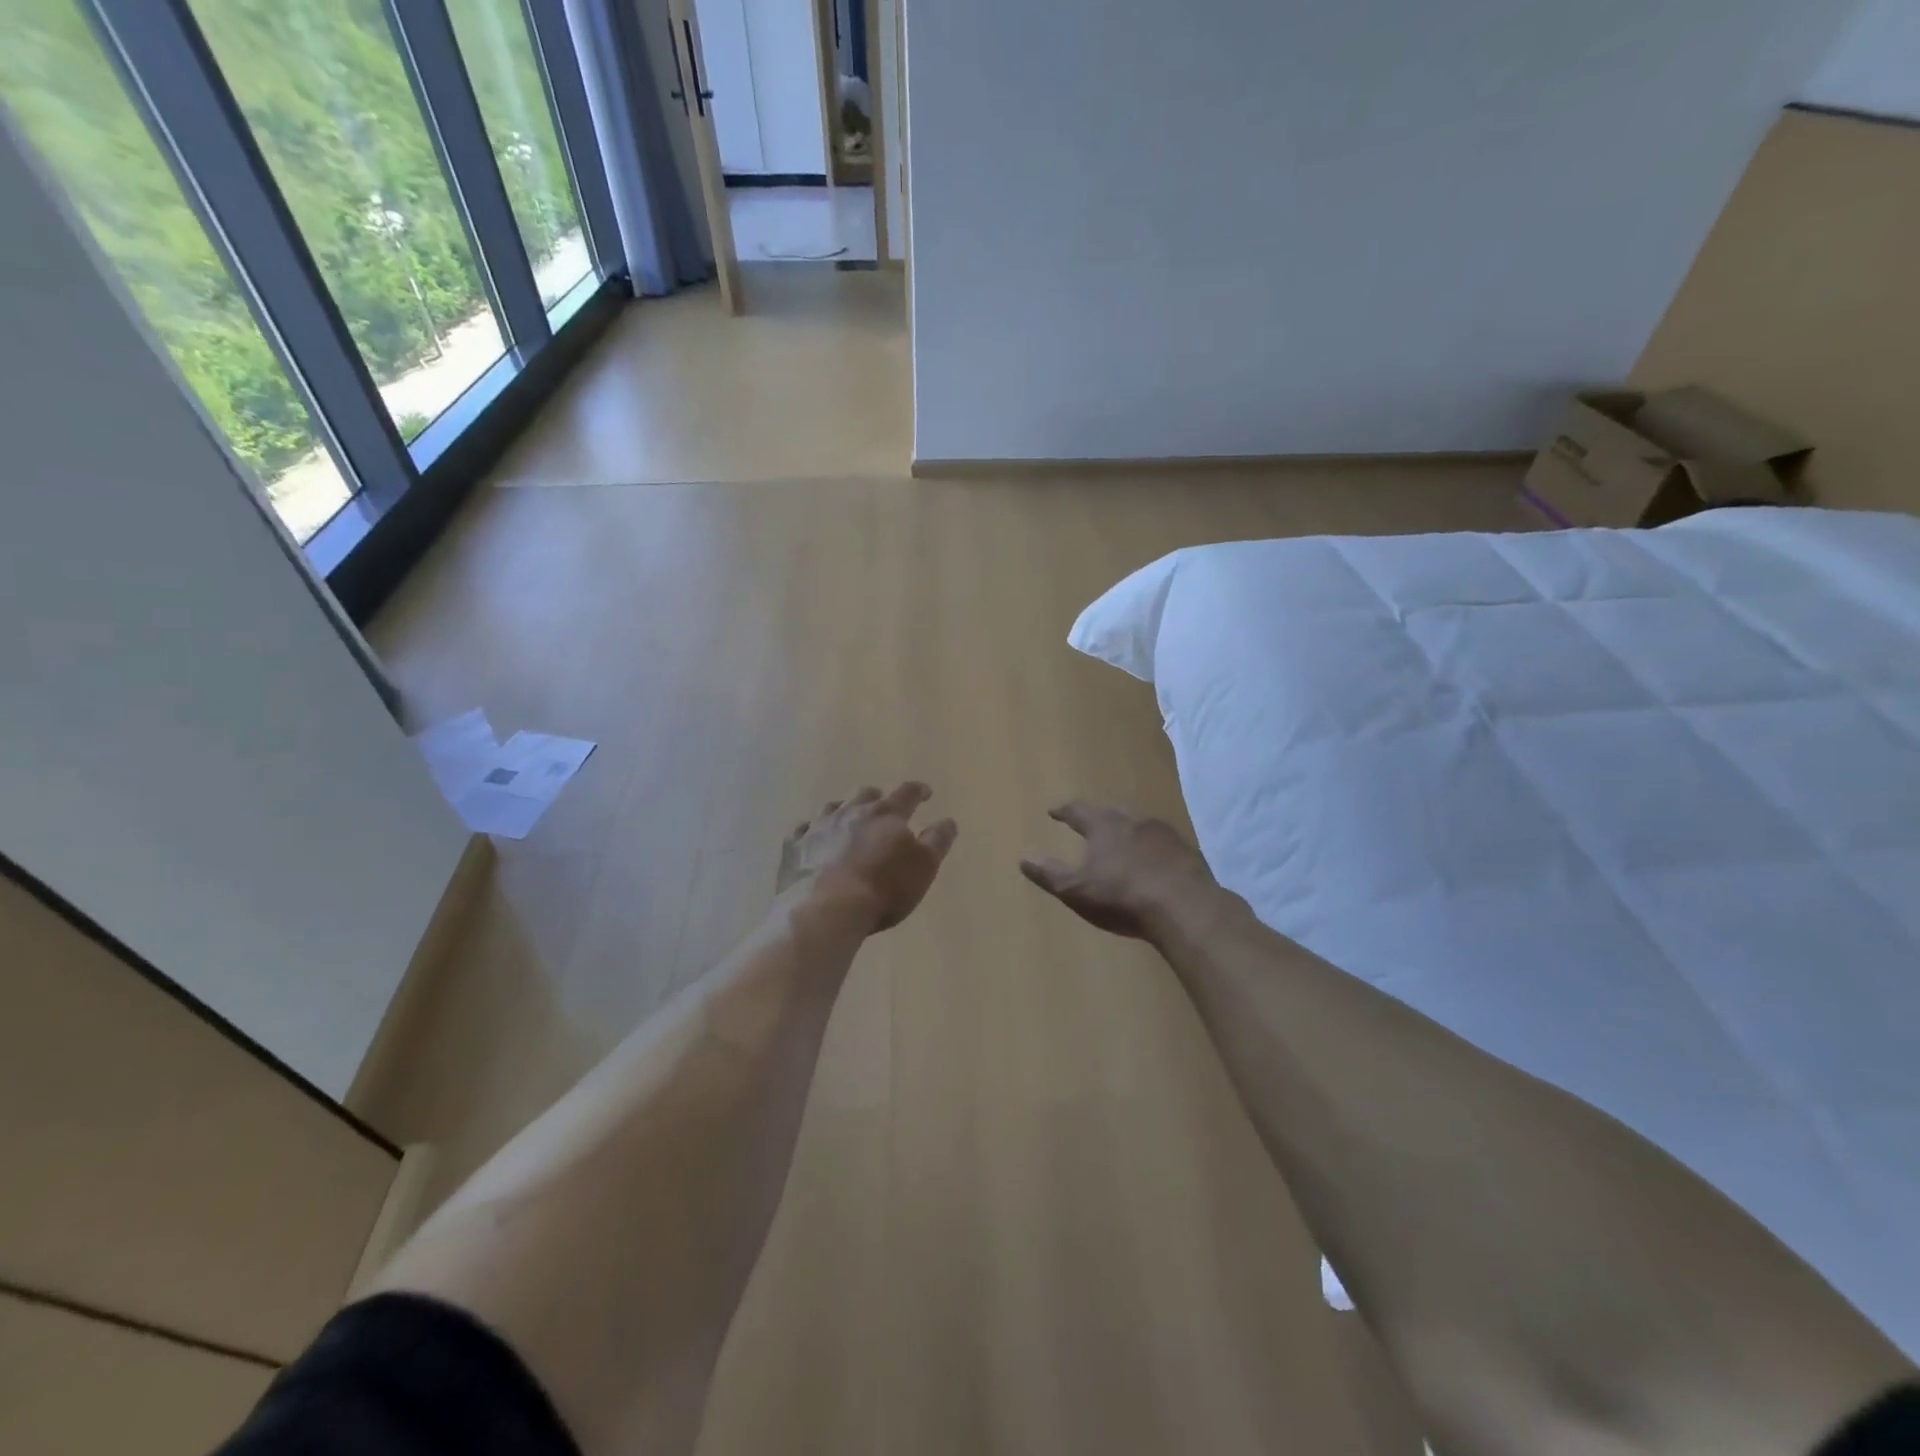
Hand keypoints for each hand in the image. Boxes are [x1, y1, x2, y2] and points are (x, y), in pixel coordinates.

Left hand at [779, 782, 957, 931]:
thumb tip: (948, 821)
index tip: (925, 792)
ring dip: (843, 810)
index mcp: (886, 814)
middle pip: (865, 795)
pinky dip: (811, 831)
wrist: (826, 909)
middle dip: (876, 798)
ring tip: (847, 818)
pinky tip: (812, 839)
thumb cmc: (883, 888)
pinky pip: (802, 831)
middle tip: (882, 805)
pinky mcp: (794, 847)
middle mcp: (851, 812)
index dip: (918, 791)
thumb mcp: (923, 867)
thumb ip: (937, 841)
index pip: (907, 794)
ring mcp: (819, 827)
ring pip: (832, 808)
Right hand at [1020, 801, 1223, 939]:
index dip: (1064, 811)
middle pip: (1113, 812)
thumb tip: (1023, 856)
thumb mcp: (1076, 890)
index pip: (1079, 811)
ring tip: (1124, 839)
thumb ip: (1049, 873)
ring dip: (1130, 829)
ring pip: (1141, 824)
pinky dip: (1154, 847)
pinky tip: (1155, 861)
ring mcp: (1165, 834)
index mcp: (1104, 826)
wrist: (1184, 907)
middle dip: (1100, 816)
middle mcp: (1134, 821)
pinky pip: (1164, 843)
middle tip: (1092, 822)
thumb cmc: (1122, 897)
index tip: (1054, 811)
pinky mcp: (1188, 851)